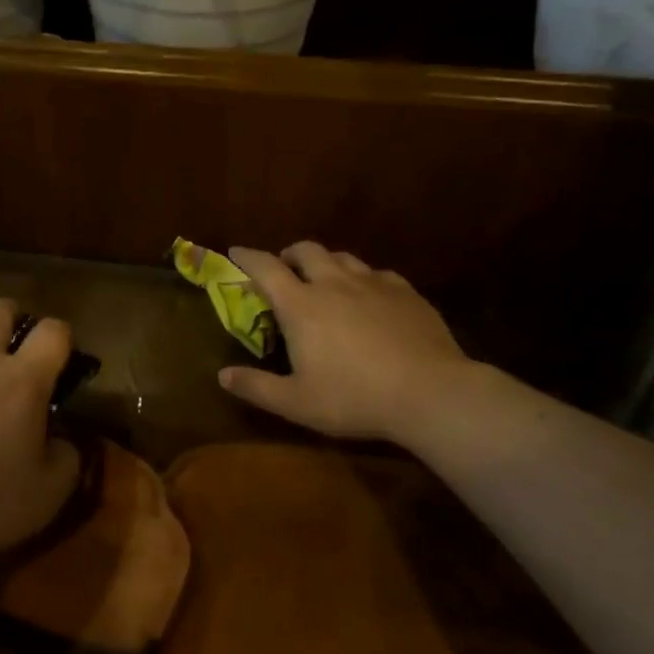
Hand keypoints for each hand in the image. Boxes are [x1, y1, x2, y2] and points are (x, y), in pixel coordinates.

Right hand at [219, 242, 472, 447]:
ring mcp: (372, 283)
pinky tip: (370, 297)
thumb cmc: (355, 398)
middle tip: (285, 271)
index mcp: (301, 305)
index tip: (235, 252)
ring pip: (342, 257)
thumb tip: (222, 375)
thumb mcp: (297, 403)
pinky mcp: (405, 291)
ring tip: (325, 281)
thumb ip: (256, 387)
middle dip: (289, 255)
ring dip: (325, 263)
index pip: (265, 267)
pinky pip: (376, 273)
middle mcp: (333, 283)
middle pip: (305, 250)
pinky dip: (363, 279)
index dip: (247, 256)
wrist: (430, 393)